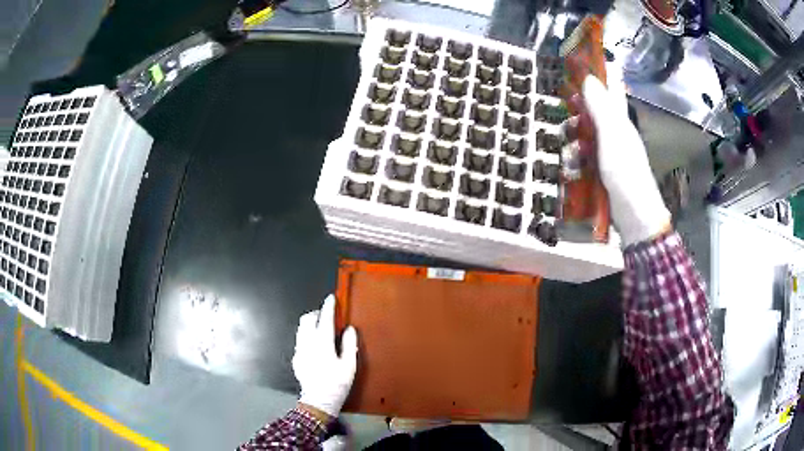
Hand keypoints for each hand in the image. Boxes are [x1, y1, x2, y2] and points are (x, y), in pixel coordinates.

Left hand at [293, 295, 357, 418]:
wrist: (318, 401)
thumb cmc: (337, 384)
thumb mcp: (349, 366)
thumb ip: (349, 344)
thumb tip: (349, 329)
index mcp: (323, 344)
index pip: (325, 319)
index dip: (328, 307)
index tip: (331, 298)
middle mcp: (307, 343)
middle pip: (307, 319)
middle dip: (316, 313)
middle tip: (326, 315)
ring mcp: (299, 350)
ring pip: (301, 328)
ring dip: (310, 323)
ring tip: (321, 328)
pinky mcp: (296, 358)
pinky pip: (300, 339)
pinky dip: (307, 335)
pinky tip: (315, 345)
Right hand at [577, 75, 670, 245]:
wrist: (634, 218)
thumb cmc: (626, 173)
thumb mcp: (612, 136)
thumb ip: (601, 108)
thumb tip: (589, 77)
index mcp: (620, 121)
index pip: (608, 91)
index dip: (594, 79)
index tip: (573, 72)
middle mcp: (616, 133)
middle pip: (592, 113)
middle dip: (577, 116)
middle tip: (567, 123)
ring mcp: (609, 154)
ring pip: (585, 137)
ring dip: (573, 143)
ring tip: (570, 156)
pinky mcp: (602, 172)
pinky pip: (584, 159)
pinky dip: (576, 163)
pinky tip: (572, 171)